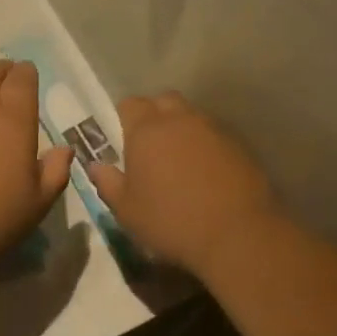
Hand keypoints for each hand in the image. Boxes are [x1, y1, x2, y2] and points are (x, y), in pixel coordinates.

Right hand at [89, 94, 278, 274]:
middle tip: (150, 146)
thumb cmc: (171, 221)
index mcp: (147, 130)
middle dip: (154, 116)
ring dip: (182, 130)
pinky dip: (206, 146)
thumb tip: (96, 166)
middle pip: (164, 101)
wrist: (238, 234)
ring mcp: (214, 130)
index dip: (123, 117)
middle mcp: (180, 120)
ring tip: (179, 162)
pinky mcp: (240, 146)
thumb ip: (108, 183)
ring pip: (192, 117)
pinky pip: (215, 135)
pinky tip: (206, 174)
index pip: (130, 104)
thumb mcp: (127, 210)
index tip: (122, 140)